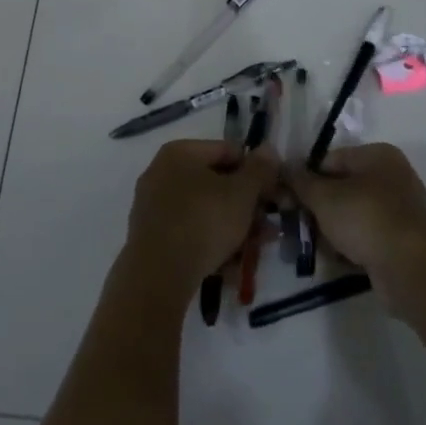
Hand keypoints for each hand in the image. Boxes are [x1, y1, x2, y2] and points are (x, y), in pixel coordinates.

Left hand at [126, 139, 279, 293]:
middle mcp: (162, 172)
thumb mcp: (242, 193)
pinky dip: (211, 243)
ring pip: (205, 210)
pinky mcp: (151, 236)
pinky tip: (230, 264)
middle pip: (216, 183)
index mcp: (180, 152)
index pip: (228, 151)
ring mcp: (153, 205)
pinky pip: (189, 231)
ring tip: (256, 249)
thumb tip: (268, 149)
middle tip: (268, 227)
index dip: (257, 172)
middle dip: (247, 205)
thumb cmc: (204, 222)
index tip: (274, 196)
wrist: (157, 275)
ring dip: (234, 227)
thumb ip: (259, 170)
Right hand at [287, 143, 425, 290]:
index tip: (288, 197)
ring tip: (311, 243)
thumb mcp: (323, 196)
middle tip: (296, 223)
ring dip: (331, 228)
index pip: (331, 160)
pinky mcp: (402, 240)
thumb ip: (300, 181)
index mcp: (378, 155)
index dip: (306, 177)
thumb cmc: (364, 217)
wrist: (408, 267)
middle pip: (342, 187)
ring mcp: (400, 210)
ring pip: (353, 213)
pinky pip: (367, 235)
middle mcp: (393, 177)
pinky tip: (334, 256)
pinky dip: (350, 244)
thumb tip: (284, 168)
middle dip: (318, 206)